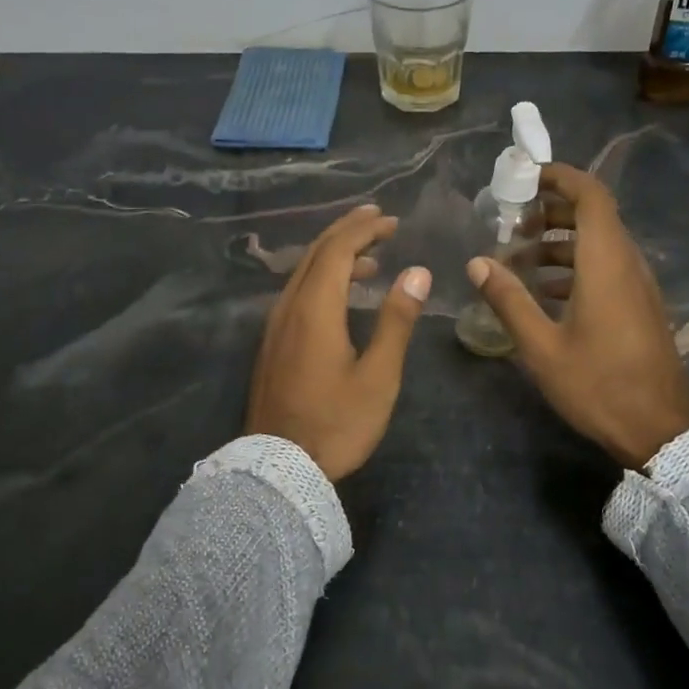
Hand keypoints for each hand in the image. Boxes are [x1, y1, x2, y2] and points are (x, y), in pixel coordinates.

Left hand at [247, 204, 432, 480]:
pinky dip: (321, 279)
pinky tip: (340, 295)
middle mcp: (289, 307)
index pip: (337, 249)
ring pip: (303, 273)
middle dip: (347, 231)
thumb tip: (417, 272)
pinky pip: (297, 293)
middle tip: (379, 220)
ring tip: (370, 259)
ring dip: (334, 255)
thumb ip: (396, 320)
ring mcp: (275, 326)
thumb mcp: (378, 375)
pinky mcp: (272, 344)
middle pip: (315, 253)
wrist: (279, 469)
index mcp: (315, 308)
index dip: (363, 229)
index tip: (391, 220)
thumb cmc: (337, 423)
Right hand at [467, 163, 688, 468]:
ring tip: (517, 259)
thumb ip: (508, 300)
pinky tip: (542, 293)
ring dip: (559, 242)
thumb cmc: (598, 384)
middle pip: (593, 216)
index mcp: (606, 262)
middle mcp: (626, 264)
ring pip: (598, 244)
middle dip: (550, 211)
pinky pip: (605, 268)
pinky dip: (573, 267)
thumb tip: (476, 263)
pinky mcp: (638, 307)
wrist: (660, 430)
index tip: (524, 178)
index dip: (560, 177)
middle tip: (510, 223)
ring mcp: (637, 286)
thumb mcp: (541, 346)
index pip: (590, 195)